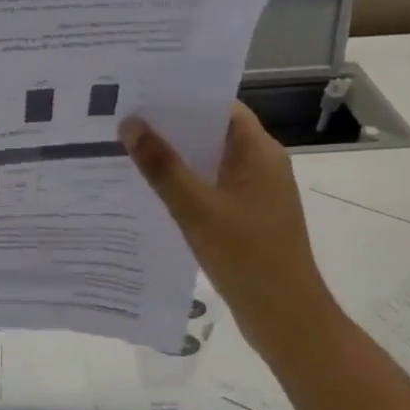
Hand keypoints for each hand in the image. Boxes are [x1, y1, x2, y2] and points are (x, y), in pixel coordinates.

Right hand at [120, 104, 339, 353]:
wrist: (286, 319)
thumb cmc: (247, 258)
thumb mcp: (198, 210)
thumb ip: (163, 167)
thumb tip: (130, 124)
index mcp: (259, 153)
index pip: (221, 107)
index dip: (184, 96)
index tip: (142, 90)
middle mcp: (260, 166)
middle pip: (212, 133)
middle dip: (170, 126)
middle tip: (123, 117)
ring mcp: (254, 194)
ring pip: (208, 163)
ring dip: (174, 157)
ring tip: (126, 148)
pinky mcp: (245, 218)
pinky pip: (209, 189)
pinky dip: (183, 185)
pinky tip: (148, 191)